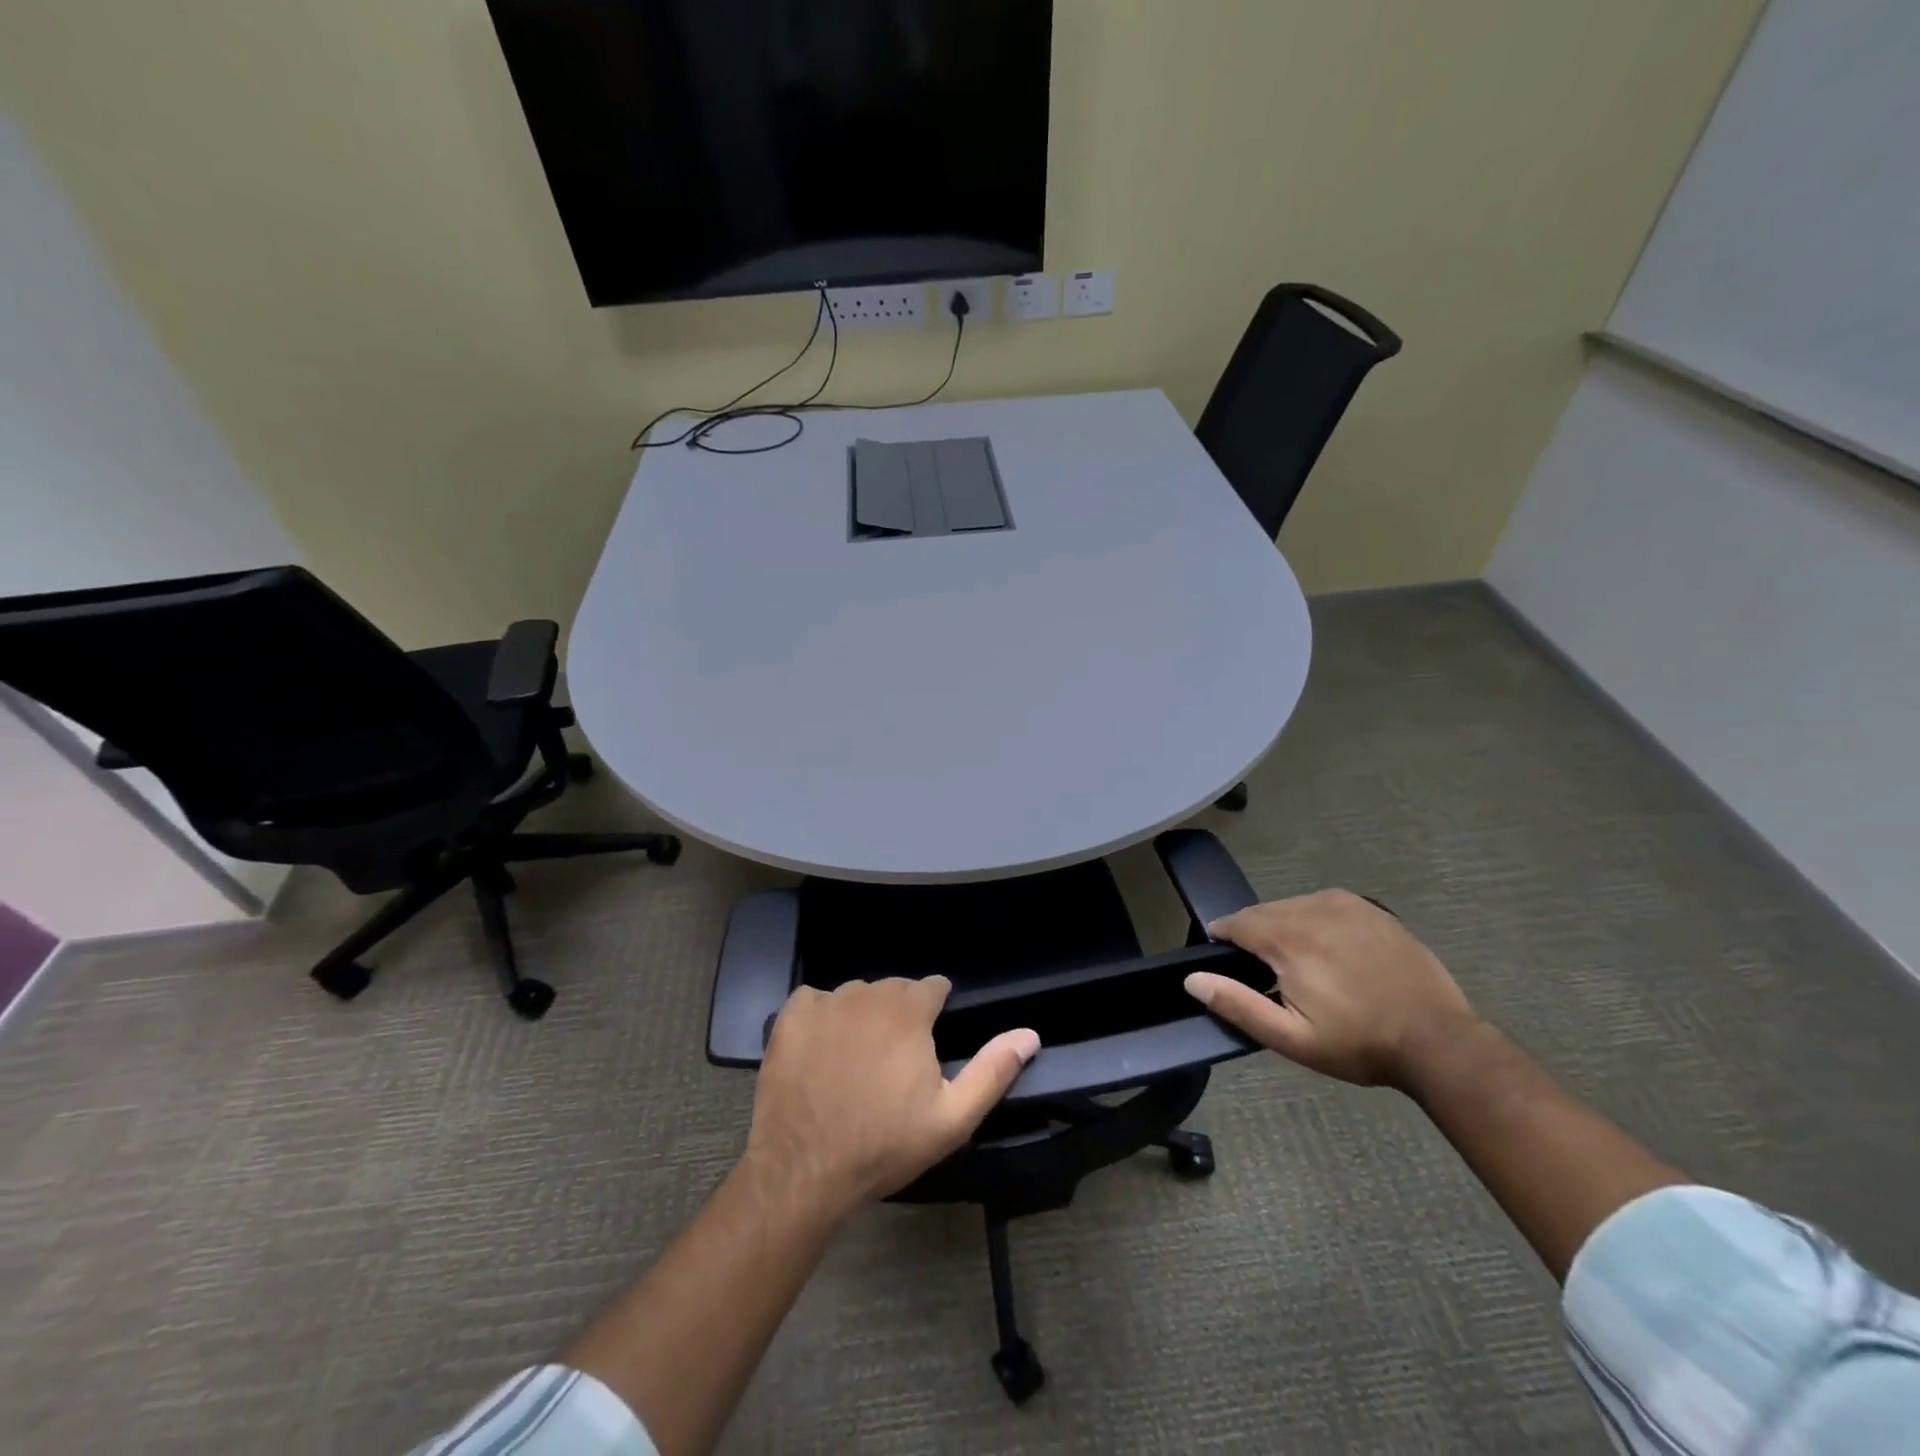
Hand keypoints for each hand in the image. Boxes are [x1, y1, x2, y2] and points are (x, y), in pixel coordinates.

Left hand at [745, 977, 1039, 1217]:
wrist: (803, 1171)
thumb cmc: (884, 1145)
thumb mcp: (952, 1118)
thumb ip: (993, 1070)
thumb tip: (1030, 1034)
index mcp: (909, 1011)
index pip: (933, 986)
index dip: (937, 1008)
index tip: (932, 1038)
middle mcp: (868, 993)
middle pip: (894, 989)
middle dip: (901, 1013)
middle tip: (895, 1059)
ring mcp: (826, 1002)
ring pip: (856, 994)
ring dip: (863, 1015)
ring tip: (857, 1058)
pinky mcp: (791, 1016)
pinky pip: (815, 1000)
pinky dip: (821, 1017)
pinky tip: (820, 1051)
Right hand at [1185, 890, 1477, 1088]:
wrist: (1438, 1041)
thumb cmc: (1359, 1043)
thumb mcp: (1291, 1039)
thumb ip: (1238, 1004)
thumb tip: (1191, 979)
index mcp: (1287, 938)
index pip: (1235, 922)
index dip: (1223, 939)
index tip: (1225, 961)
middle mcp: (1311, 908)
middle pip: (1263, 912)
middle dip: (1255, 935)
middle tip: (1266, 973)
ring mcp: (1345, 904)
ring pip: (1293, 906)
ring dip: (1284, 927)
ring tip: (1299, 964)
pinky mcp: (1371, 909)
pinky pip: (1324, 905)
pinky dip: (1315, 921)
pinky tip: (1329, 951)